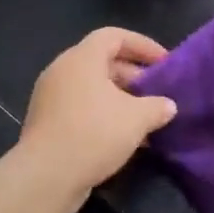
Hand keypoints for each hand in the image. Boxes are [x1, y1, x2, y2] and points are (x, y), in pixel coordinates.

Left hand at [16, 28, 178, 198]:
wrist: (46, 176)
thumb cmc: (93, 134)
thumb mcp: (135, 119)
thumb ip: (156, 107)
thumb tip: (168, 106)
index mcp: (82, 58)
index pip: (114, 36)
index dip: (142, 45)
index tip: (164, 62)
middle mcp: (62, 70)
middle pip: (102, 61)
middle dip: (133, 75)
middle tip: (157, 91)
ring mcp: (51, 96)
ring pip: (92, 87)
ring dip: (120, 98)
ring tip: (145, 116)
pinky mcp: (47, 120)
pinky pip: (81, 106)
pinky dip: (103, 114)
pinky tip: (124, 137)